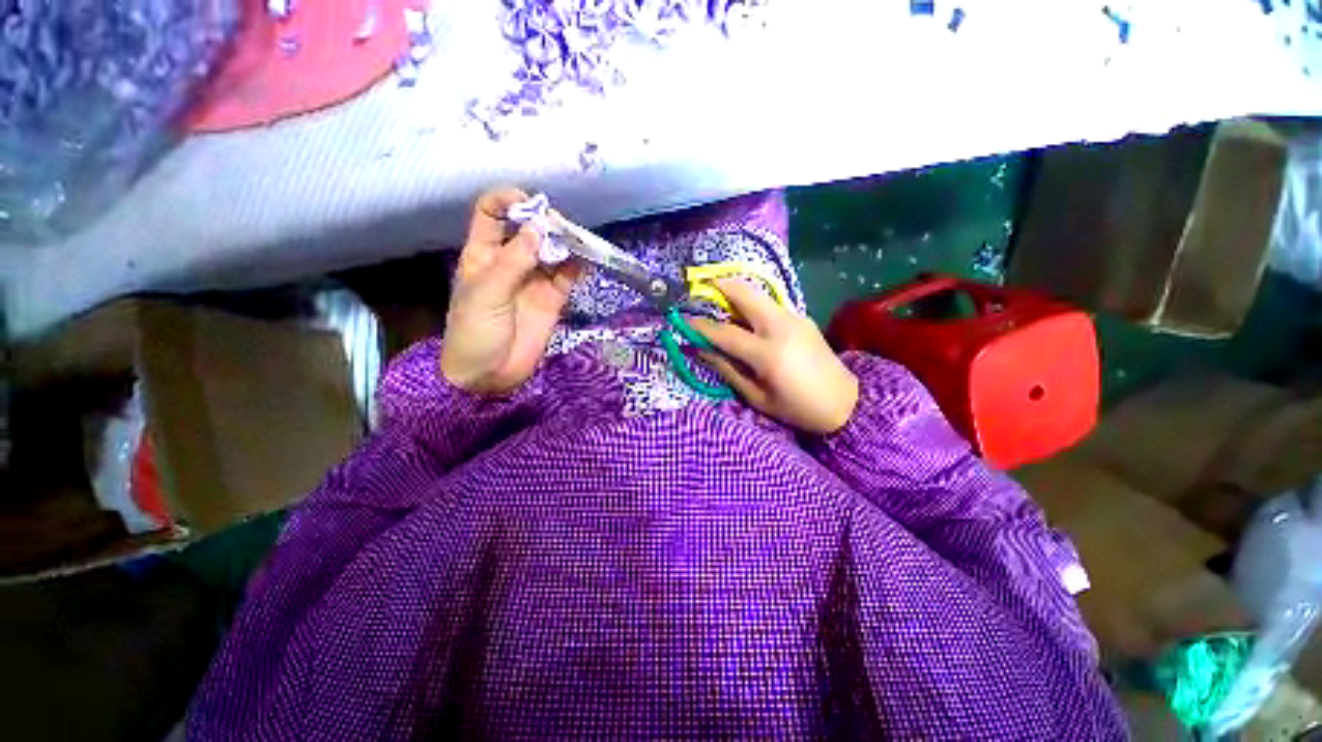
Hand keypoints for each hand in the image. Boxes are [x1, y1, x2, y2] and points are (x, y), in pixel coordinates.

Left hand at [440, 187, 581, 393]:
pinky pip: (567, 276)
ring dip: (565, 243)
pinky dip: (577, 266)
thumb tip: (540, 228)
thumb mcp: (487, 292)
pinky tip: (585, 260)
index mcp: (483, 254)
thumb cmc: (475, 331)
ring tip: (578, 241)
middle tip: (560, 228)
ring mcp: (534, 281)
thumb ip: (514, 260)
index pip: (491, 214)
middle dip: (545, 223)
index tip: (531, 204)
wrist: (489, 375)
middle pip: (529, 229)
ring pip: (552, 251)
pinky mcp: (553, 299)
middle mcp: (510, 262)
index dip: (507, 201)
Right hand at [690, 280, 858, 433]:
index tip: (683, 320)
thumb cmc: (798, 408)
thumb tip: (702, 350)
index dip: (701, 326)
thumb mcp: (758, 397)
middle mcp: (781, 327)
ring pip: (758, 295)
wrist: (846, 402)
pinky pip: (769, 304)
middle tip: (702, 288)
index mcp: (769, 354)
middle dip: (720, 286)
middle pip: (745, 295)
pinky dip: (752, 304)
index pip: (725, 332)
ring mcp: (795, 318)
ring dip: (736, 293)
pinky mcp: (802, 317)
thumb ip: (728, 369)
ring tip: (719, 301)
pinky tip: (745, 316)